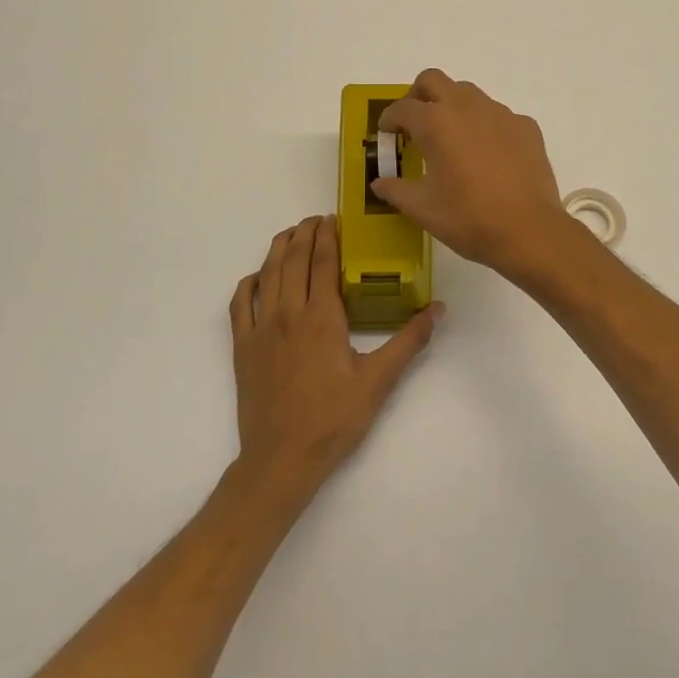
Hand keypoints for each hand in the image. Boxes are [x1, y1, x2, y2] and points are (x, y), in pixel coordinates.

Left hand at [229, 215, 442, 494]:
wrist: (281, 458)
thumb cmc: (334, 419)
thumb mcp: (379, 381)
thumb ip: (409, 341)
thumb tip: (438, 309)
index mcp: (322, 317)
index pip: (323, 261)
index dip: (328, 235)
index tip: (334, 218)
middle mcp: (288, 313)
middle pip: (294, 259)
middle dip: (305, 233)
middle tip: (316, 220)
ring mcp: (261, 328)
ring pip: (267, 274)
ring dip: (279, 248)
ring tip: (291, 234)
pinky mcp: (243, 346)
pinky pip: (240, 302)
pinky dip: (250, 282)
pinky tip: (259, 277)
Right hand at [375, 70, 570, 279]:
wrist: (529, 231)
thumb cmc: (468, 218)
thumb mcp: (422, 209)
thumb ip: (396, 190)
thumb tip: (379, 183)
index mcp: (435, 123)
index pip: (401, 108)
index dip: (388, 119)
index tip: (387, 134)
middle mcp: (467, 107)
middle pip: (433, 80)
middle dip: (417, 95)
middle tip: (414, 123)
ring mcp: (500, 114)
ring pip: (468, 93)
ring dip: (452, 106)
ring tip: (451, 139)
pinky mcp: (525, 127)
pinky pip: (497, 115)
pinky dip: (484, 125)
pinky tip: (487, 155)